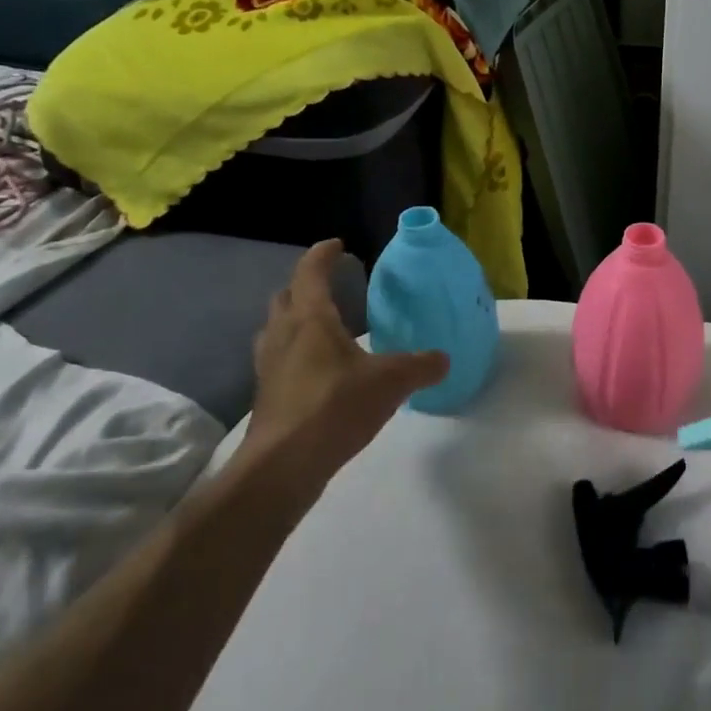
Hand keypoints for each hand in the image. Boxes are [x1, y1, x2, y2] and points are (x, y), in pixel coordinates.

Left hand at [241, 240, 446, 489]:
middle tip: (331, 288)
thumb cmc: (335, 406)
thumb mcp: (391, 382)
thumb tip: (443, 359)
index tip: (337, 246)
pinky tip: (319, 372)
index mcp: (310, 319)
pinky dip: (295, 354)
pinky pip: (279, 360)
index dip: (323, 255)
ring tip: (323, 329)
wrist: (283, 465)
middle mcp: (283, 335)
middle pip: (286, 297)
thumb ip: (420, 366)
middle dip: (305, 287)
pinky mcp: (266, 396)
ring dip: (295, 321)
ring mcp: (269, 366)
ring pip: (277, 329)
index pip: (311, 273)